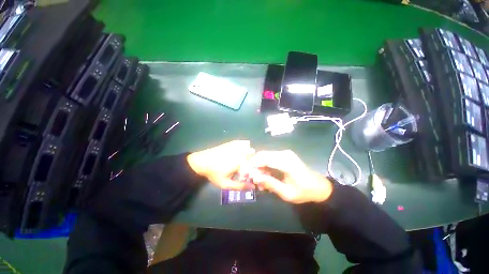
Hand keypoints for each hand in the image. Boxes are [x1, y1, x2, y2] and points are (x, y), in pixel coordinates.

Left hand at [187, 140, 255, 189]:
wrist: (201, 162)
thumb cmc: (214, 173)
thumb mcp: (226, 184)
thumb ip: (240, 186)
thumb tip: (253, 187)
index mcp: (240, 161)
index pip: (254, 162)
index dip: (253, 167)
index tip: (249, 171)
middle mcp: (240, 151)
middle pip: (252, 153)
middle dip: (251, 159)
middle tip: (244, 165)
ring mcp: (235, 145)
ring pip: (248, 146)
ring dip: (247, 152)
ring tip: (241, 158)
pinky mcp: (231, 142)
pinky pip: (242, 142)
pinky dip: (243, 145)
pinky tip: (238, 151)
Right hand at [248, 150, 332, 202]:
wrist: (318, 187)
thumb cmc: (304, 192)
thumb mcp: (286, 193)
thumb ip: (270, 183)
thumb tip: (254, 177)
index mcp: (286, 162)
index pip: (264, 159)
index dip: (252, 165)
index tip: (245, 173)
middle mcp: (284, 154)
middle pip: (262, 155)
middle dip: (254, 165)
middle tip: (250, 177)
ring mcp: (284, 153)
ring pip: (265, 156)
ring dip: (259, 167)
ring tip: (258, 180)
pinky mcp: (284, 155)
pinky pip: (270, 158)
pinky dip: (265, 166)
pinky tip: (265, 177)